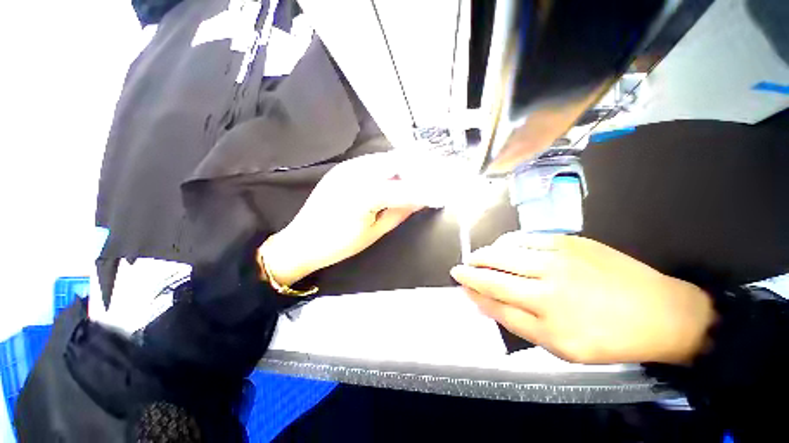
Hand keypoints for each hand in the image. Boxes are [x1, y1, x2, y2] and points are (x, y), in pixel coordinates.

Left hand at [261, 153, 431, 285]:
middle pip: (399, 160)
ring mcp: (348, 166)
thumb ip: (400, 212)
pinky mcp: (344, 167)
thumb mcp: (374, 232)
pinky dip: (391, 169)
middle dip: (421, 169)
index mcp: (365, 193)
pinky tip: (397, 179)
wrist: (301, 241)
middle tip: (434, 181)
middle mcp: (357, 171)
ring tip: (420, 180)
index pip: (406, 188)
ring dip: (407, 166)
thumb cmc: (338, 245)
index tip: (442, 193)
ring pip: (388, 158)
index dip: (427, 190)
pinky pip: (375, 162)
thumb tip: (423, 199)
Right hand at [450, 233, 715, 364]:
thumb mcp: (557, 345)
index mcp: (545, 308)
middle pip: (494, 265)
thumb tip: (482, 301)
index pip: (492, 291)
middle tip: (463, 266)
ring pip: (506, 247)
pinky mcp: (569, 239)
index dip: (470, 283)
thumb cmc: (606, 337)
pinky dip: (507, 241)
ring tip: (480, 258)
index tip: (457, 277)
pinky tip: (504, 247)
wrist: (659, 312)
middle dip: (473, 265)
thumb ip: (514, 320)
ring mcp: (558, 253)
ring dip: (487, 252)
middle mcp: (547, 276)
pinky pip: (525, 236)